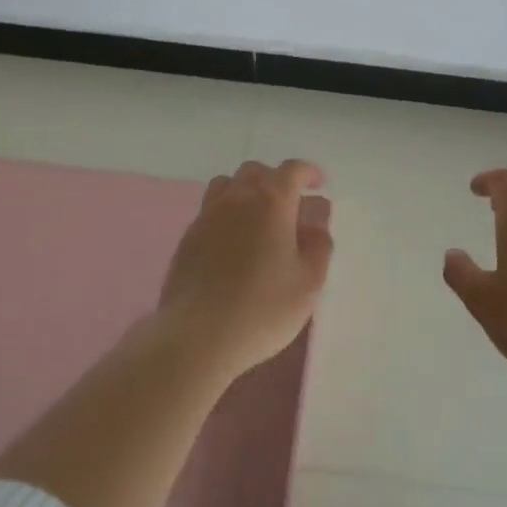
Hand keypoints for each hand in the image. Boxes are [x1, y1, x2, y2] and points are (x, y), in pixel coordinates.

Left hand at [157, 159, 332, 382]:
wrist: (197, 336)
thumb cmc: (262, 308)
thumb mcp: (308, 283)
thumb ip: (319, 248)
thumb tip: (315, 227)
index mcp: (271, 202)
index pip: (292, 170)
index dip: (308, 173)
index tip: (318, 185)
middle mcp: (237, 198)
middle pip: (256, 171)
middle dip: (276, 180)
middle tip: (289, 205)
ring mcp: (207, 215)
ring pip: (227, 184)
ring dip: (246, 191)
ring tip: (257, 217)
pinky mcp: (188, 237)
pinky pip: (210, 209)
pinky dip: (226, 213)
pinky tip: (232, 242)